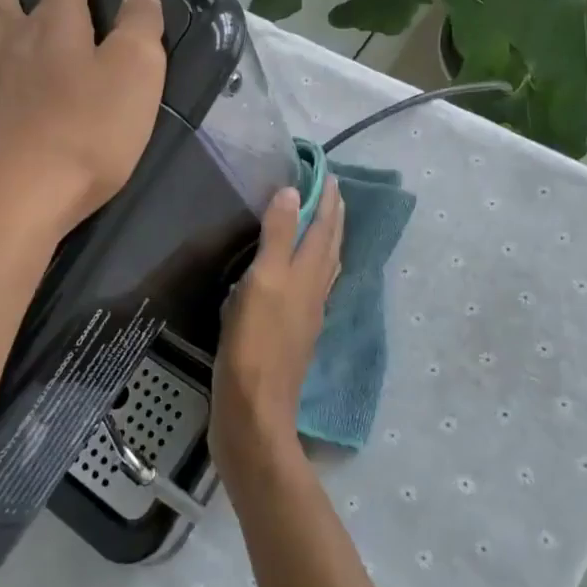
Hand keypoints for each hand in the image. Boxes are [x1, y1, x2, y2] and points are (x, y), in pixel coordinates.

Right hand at [210, 178, 343, 475]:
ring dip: (327, 240)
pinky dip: (311, 268)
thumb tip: (294, 192)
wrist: (254, 411)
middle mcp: (315, 292)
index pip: (325, 227)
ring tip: (324, 224)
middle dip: (333, 217)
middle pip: (330, 246)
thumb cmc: (255, 343)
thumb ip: (279, 237)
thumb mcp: (263, 282)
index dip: (328, 200)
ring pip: (324, 268)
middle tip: (331, 191)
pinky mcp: (294, 335)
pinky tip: (301, 276)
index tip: (329, 174)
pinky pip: (311, 288)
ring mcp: (307, 315)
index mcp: (308, 274)